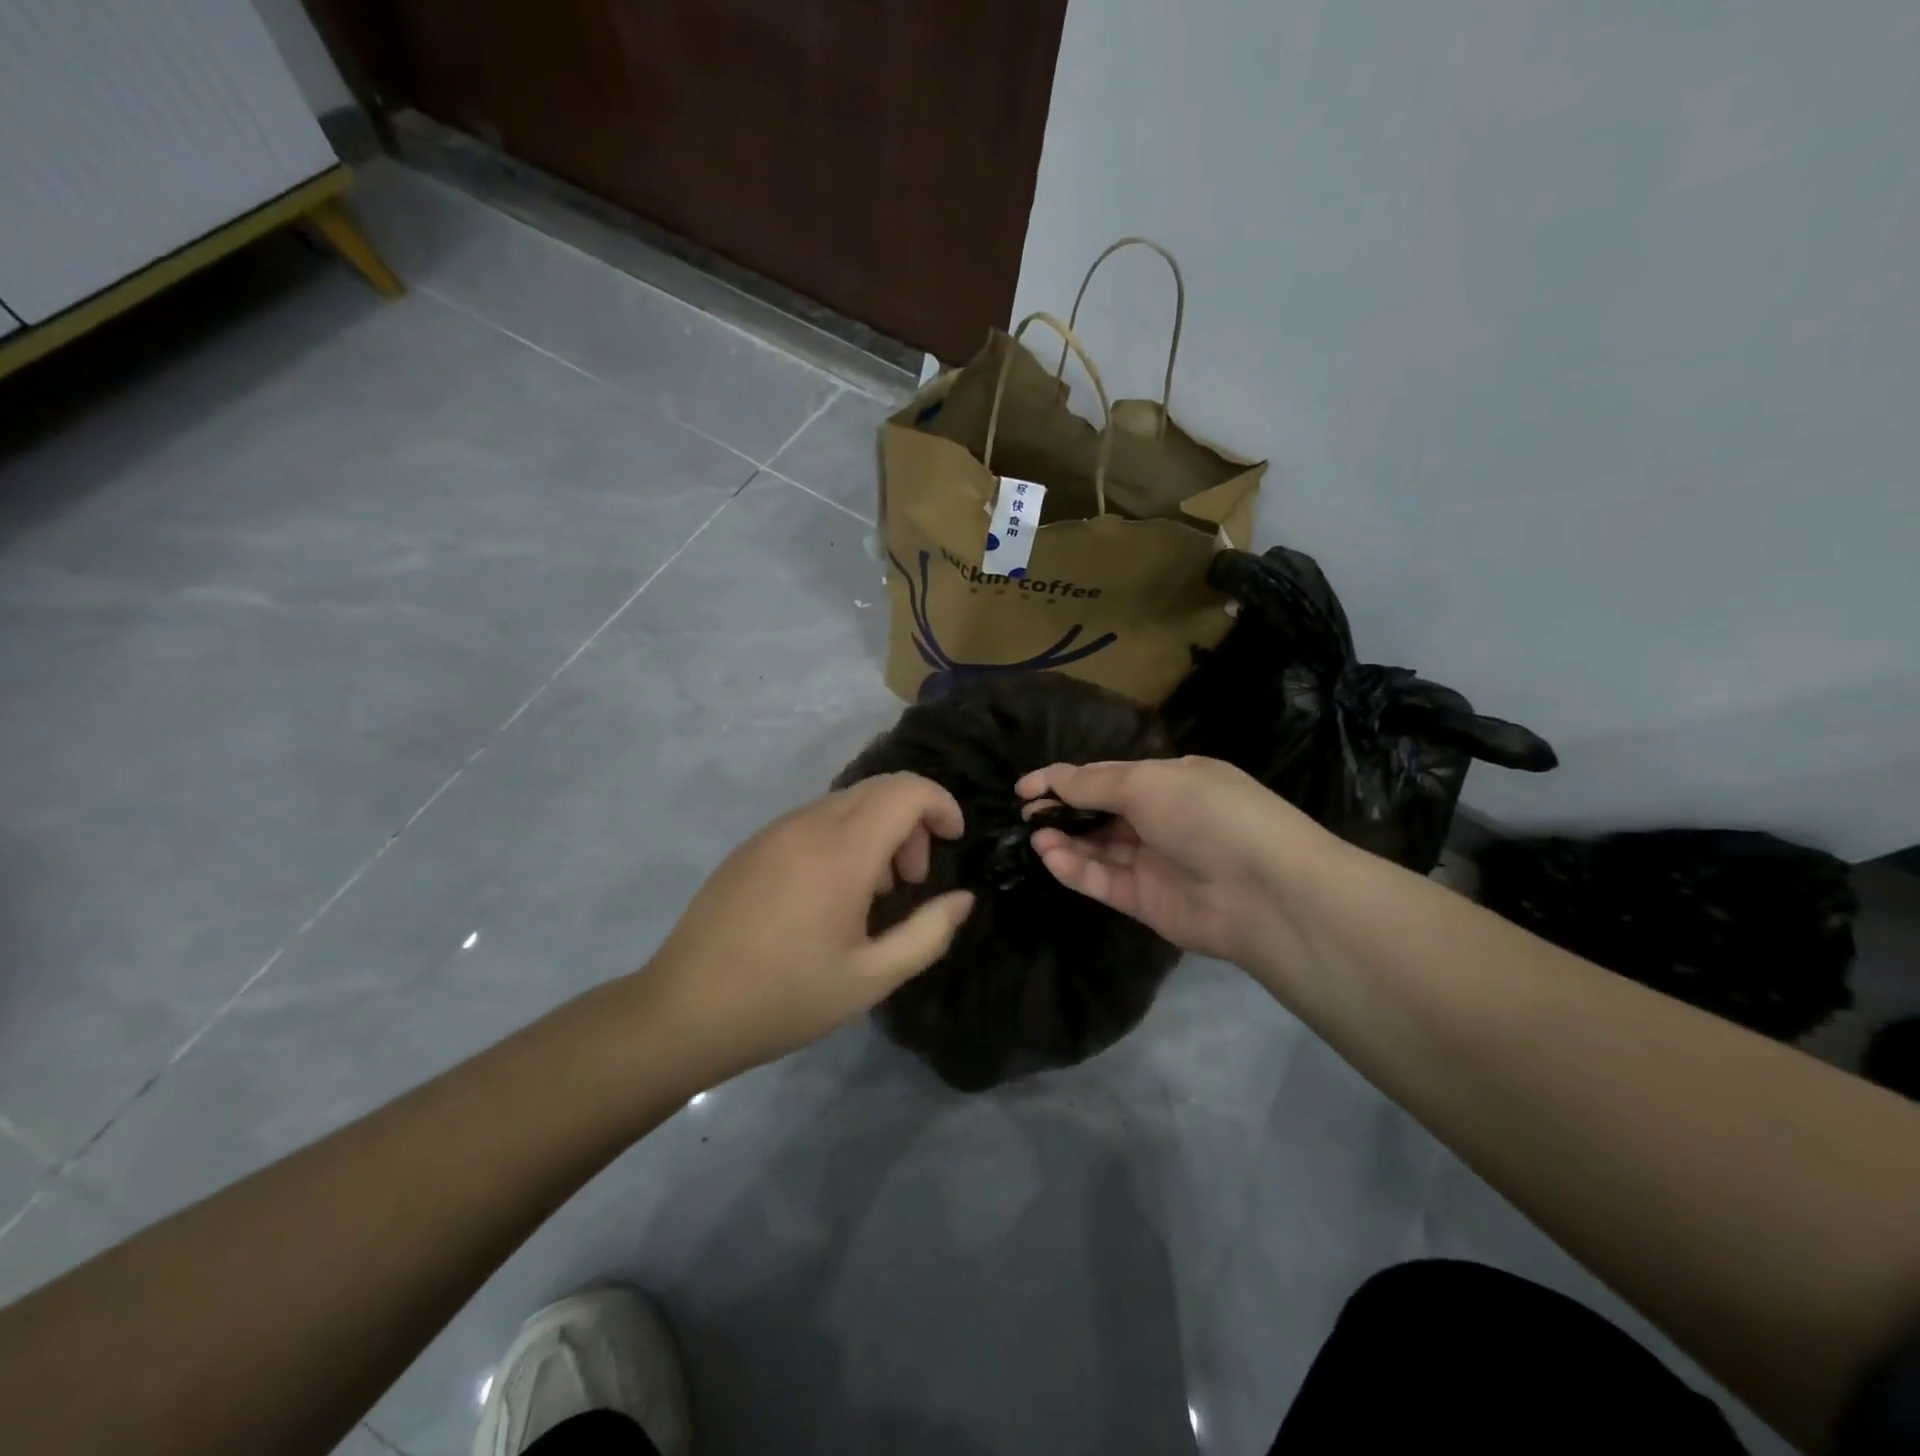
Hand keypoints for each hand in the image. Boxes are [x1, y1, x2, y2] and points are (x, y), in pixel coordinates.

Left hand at [639, 773, 975, 1083]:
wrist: (683, 1011)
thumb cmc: (785, 999)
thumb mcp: (871, 978)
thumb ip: (928, 933)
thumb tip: (962, 899)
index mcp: (842, 852)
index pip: (907, 790)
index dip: (941, 804)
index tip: (954, 840)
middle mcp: (808, 824)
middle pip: (879, 789)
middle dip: (912, 821)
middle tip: (912, 880)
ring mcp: (775, 830)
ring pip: (846, 802)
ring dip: (877, 830)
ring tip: (873, 892)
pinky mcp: (753, 844)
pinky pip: (814, 820)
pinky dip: (843, 837)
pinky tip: (830, 893)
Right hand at [1017, 756, 1339, 973]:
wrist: (1264, 891)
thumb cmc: (1207, 815)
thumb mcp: (1148, 783)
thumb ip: (1094, 784)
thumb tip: (1053, 780)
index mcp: (1170, 781)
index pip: (1107, 776)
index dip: (1065, 779)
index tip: (1024, 787)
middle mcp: (1162, 818)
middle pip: (1100, 812)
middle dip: (1062, 811)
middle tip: (1026, 814)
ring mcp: (1155, 862)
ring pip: (1099, 849)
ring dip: (1065, 841)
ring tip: (1035, 837)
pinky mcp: (1148, 901)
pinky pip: (1104, 881)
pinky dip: (1077, 869)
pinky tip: (1051, 857)